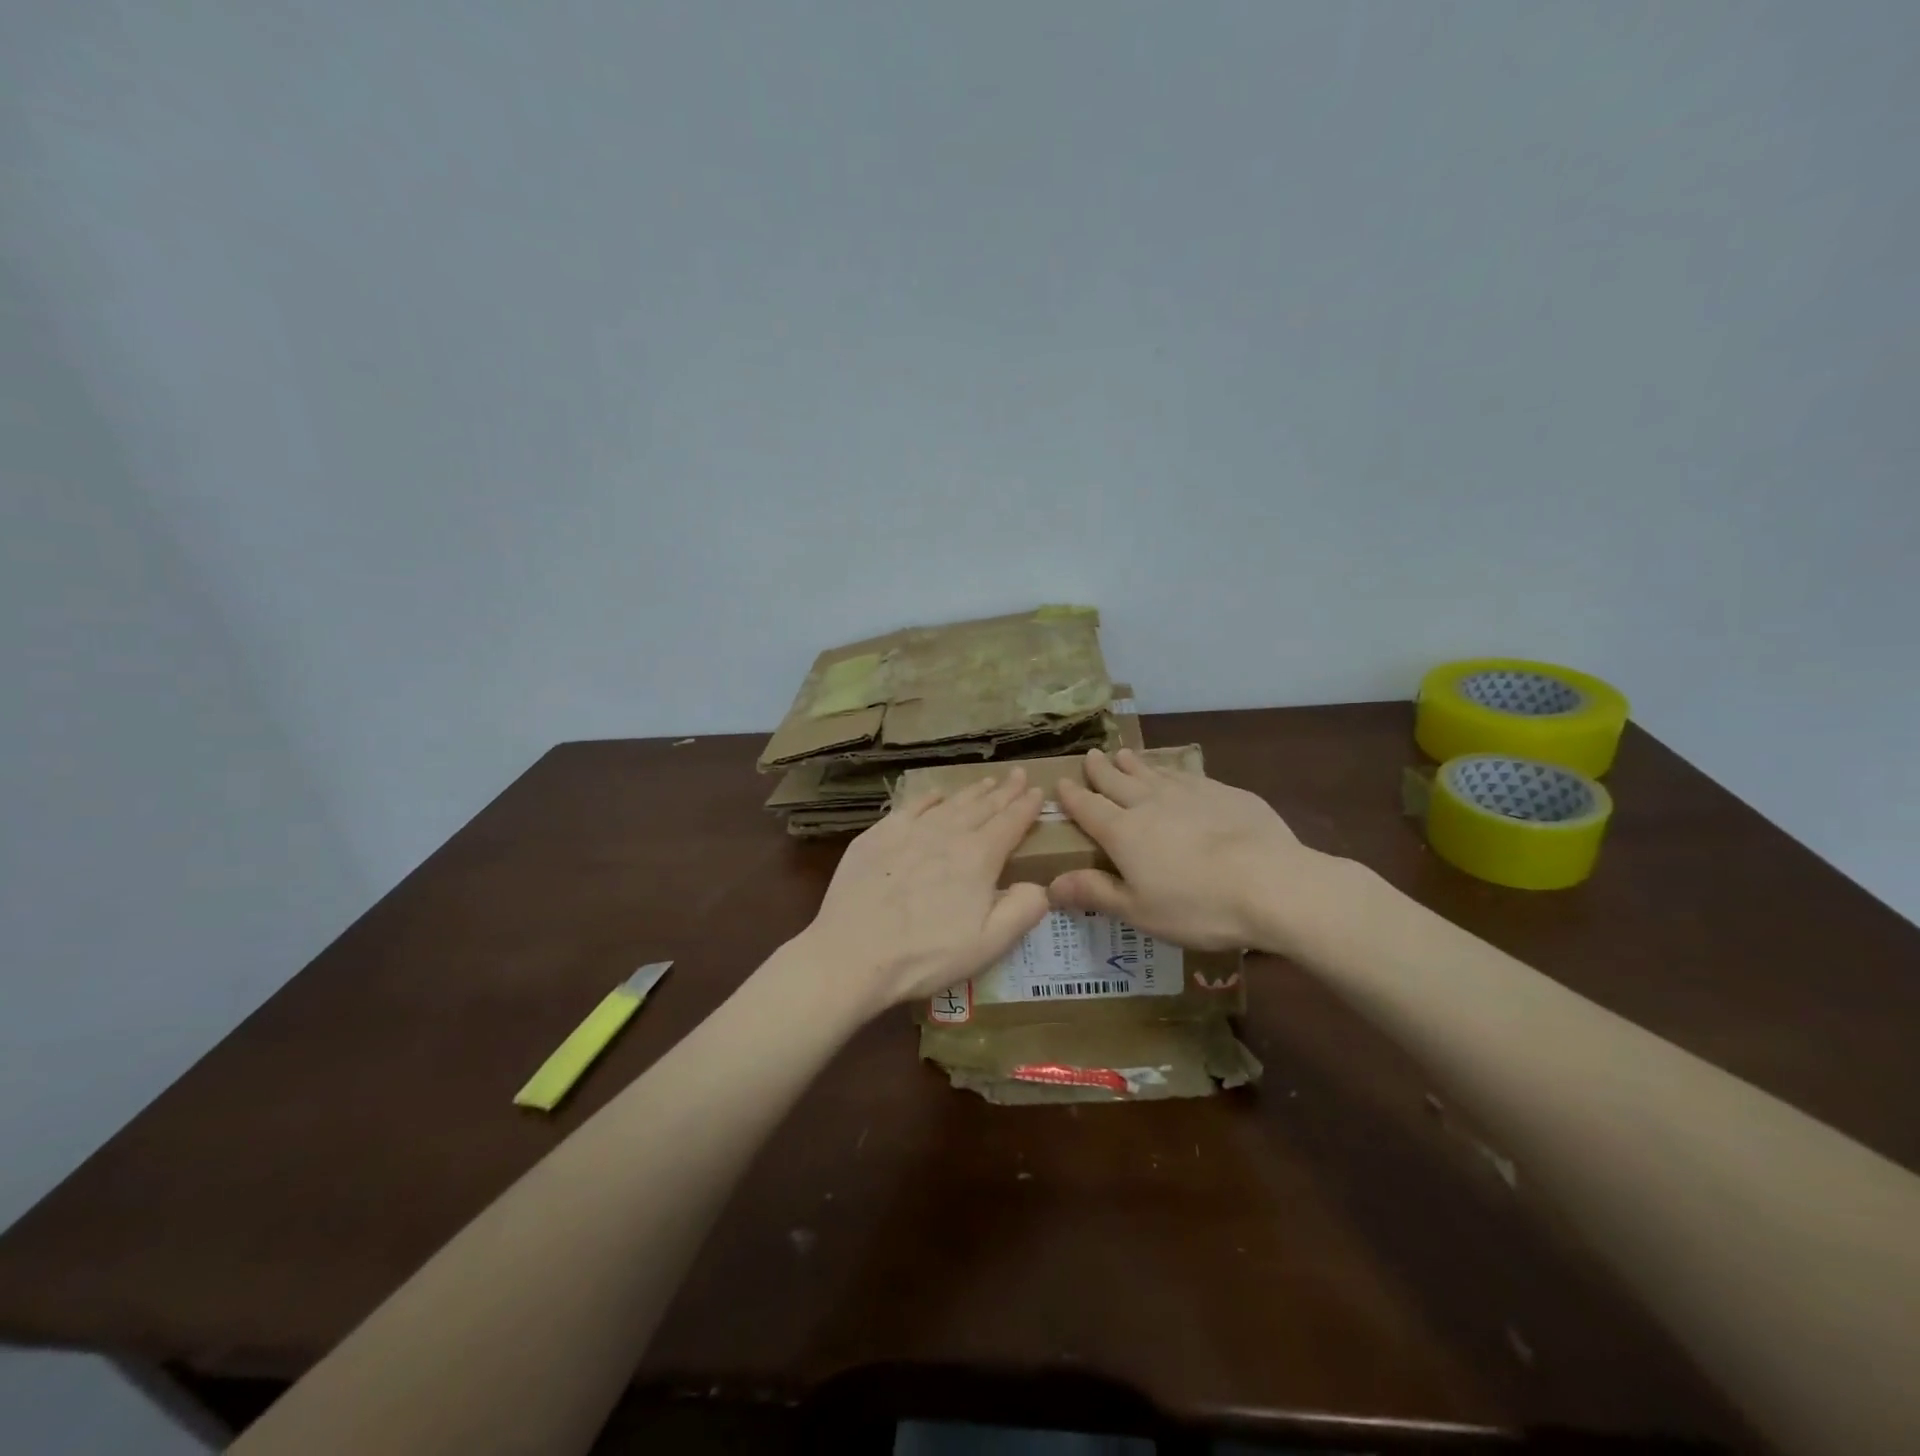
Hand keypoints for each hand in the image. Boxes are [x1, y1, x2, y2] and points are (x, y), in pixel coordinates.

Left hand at [802, 769, 1050, 1012]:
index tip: (1039, 791)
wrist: (852, 953)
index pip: (1010, 823)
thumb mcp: (988, 945)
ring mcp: (910, 831)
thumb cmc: (925, 956)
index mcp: (978, 857)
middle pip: (983, 806)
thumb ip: (1023, 910)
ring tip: (987, 781)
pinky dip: (929, 797)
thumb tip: (1040, 885)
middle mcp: (947, 834)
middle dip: (1005, 790)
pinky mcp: (878, 835)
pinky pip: (911, 806)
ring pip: (950, 803)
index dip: (1027, 807)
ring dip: (972, 791)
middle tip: (1019, 774)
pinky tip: (936, 794)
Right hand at [1051, 748, 1337, 953]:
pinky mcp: (1224, 792)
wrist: (1271, 883)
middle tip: (1091, 756)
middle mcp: (1150, 803)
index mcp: (1123, 832)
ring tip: (1123, 754)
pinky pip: (1187, 775)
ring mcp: (1189, 793)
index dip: (1072, 796)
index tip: (1061, 782)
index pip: (1088, 808)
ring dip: (1134, 764)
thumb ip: (1095, 893)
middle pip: (1117, 781)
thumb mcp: (1139, 910)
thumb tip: (1050, 885)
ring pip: (1152, 772)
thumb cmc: (1197, 905)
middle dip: (1101, 770)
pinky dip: (1172, 771)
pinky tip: (1175, 773)